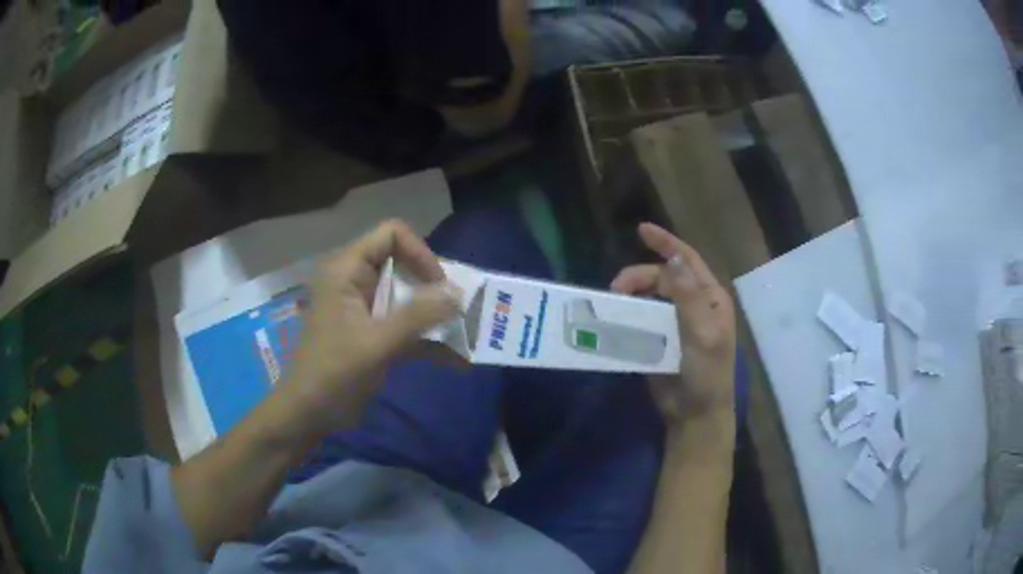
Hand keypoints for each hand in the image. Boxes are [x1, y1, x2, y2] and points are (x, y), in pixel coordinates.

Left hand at [278, 220, 459, 438]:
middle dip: (434, 288)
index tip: (438, 288)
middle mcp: (356, 281)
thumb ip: (417, 316)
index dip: (419, 253)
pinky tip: (456, 362)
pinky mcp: (372, 333)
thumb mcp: (376, 343)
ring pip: (408, 297)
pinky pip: (405, 325)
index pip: (391, 235)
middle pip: (403, 264)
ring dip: (436, 316)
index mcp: (347, 270)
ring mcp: (365, 309)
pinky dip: (427, 339)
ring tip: (467, 335)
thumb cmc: (333, 373)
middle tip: (460, 311)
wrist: (308, 415)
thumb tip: (459, 293)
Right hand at [611, 223, 736, 424]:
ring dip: (631, 295)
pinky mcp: (660, 339)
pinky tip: (614, 318)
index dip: (666, 243)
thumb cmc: (706, 374)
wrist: (694, 414)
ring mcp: (675, 322)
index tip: (641, 230)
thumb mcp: (702, 335)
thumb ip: (688, 297)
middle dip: (638, 277)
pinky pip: (641, 318)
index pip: (687, 260)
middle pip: (662, 278)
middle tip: (616, 289)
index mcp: (709, 298)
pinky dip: (627, 314)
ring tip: (613, 303)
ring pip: (648, 297)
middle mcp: (693, 305)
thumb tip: (673, 259)